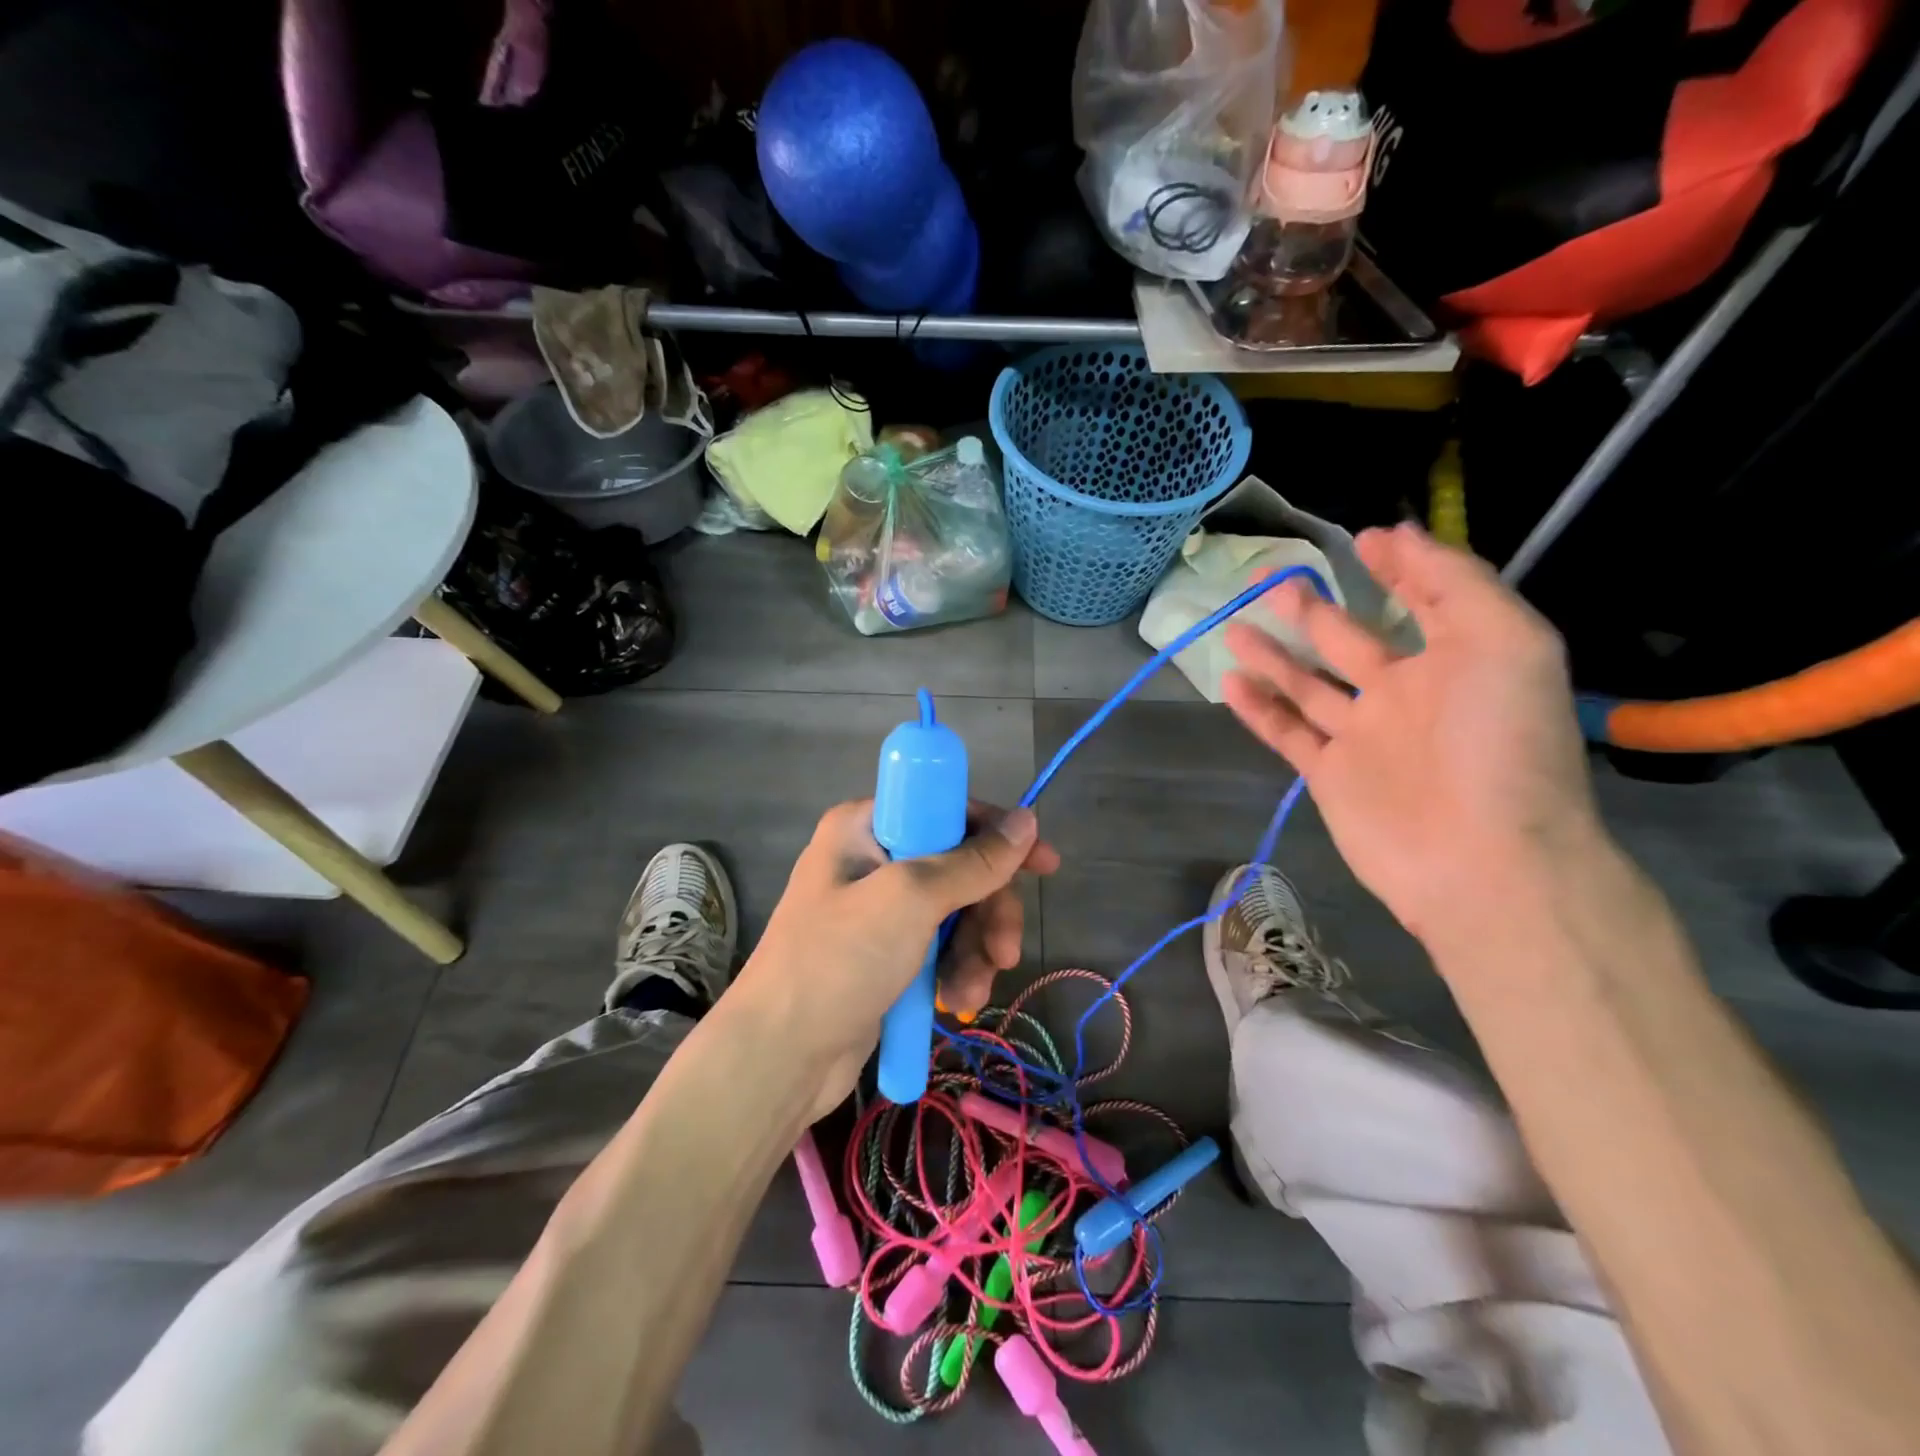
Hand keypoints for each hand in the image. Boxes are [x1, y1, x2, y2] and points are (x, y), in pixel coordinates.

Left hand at [730, 799, 1058, 1118]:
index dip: (996, 834)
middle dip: (989, 911)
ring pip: (956, 912)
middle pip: (960, 866)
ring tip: (969, 992)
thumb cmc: (839, 961)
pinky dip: (955, 970)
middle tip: (1006, 952)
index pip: (948, 809)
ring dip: (975, 951)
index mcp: (866, 826)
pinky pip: (939, 947)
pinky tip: (956, 1002)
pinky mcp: (885, 953)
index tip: (1042, 865)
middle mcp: (872, 858)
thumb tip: (1028, 820)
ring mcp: (878, 909)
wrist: (779, 1057)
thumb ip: (973, 861)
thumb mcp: (911, 900)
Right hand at [1221, 522, 1600, 950]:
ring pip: (1306, 685)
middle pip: (1346, 640)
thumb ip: (1454, 583)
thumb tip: (1400, 534)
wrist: (1483, 860)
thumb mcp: (1505, 642)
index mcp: (1455, 659)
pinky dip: (1258, 708)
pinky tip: (1230, 681)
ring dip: (1272, 655)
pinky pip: (1287, 732)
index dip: (1396, 567)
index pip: (1421, 601)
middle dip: (1310, 608)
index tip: (1361, 540)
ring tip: (1235, 626)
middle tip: (1269, 578)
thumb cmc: (1499, 742)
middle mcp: (1405, 693)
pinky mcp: (1328, 775)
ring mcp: (1362, 736)